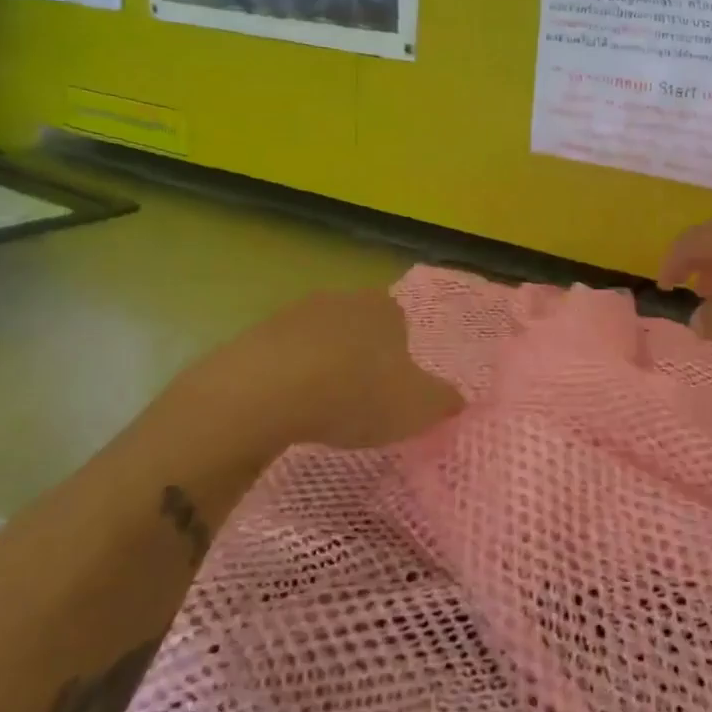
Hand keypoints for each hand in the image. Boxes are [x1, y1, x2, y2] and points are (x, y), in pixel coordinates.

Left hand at [175, 288, 463, 453]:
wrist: (267, 392)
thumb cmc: (357, 393)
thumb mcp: (418, 407)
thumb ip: (444, 401)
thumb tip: (457, 400)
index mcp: (384, 307)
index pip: (401, 324)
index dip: (401, 358)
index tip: (394, 391)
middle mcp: (341, 299)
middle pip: (358, 330)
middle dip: (361, 360)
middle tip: (361, 403)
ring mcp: (293, 314)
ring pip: (319, 343)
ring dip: (323, 370)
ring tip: (322, 412)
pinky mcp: (254, 336)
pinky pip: (282, 360)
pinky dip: (288, 381)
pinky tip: (288, 411)